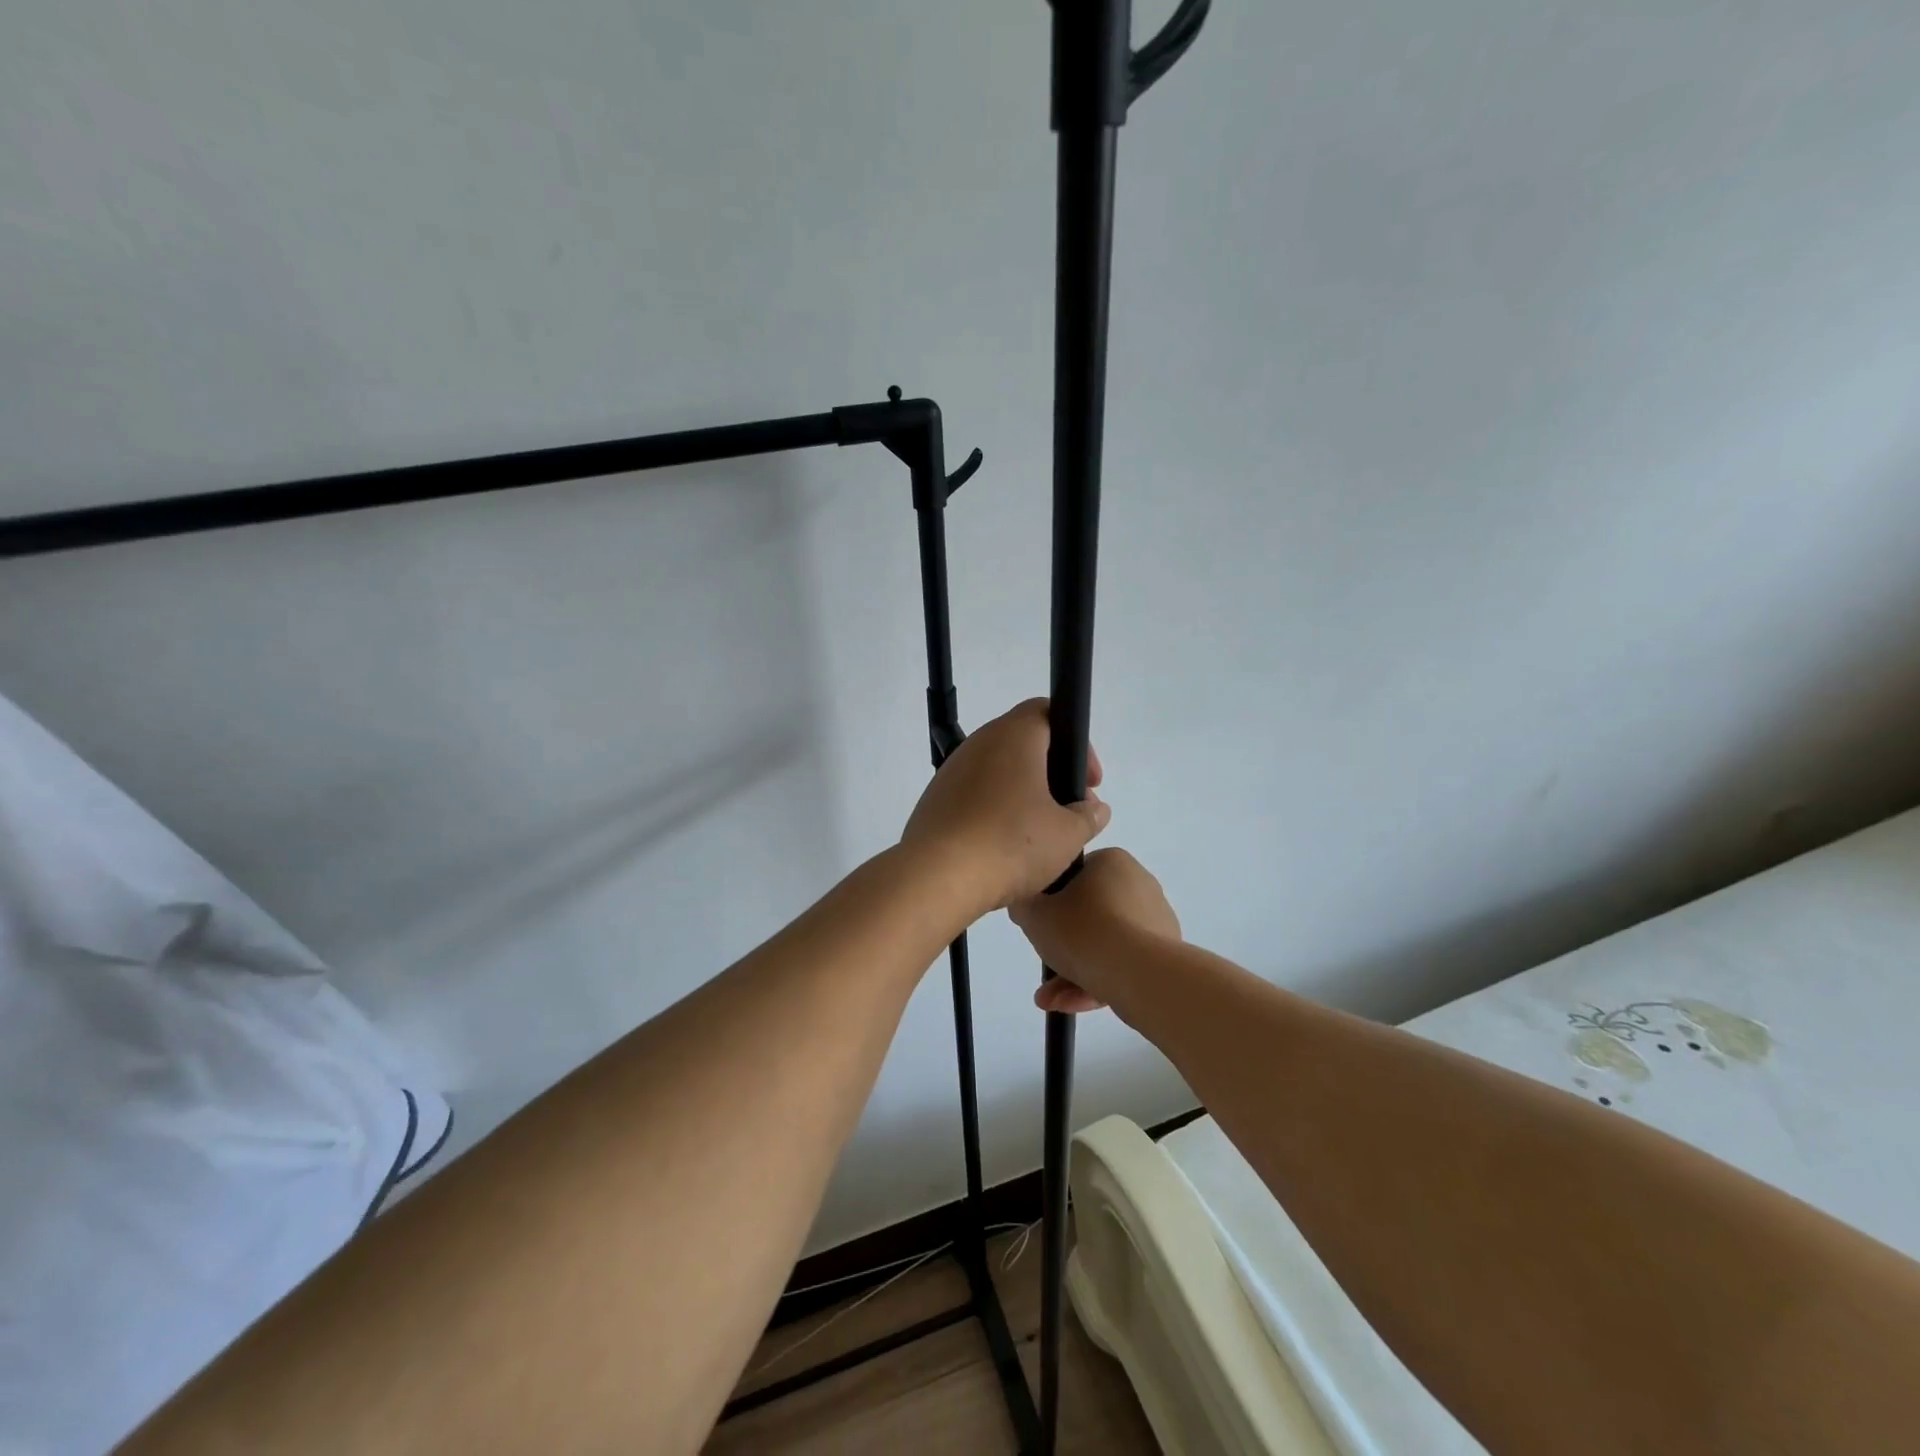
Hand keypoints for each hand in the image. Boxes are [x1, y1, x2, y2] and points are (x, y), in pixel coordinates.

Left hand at [899, 698, 1111, 917]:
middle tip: (1070, 808)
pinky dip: (996, 809)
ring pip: (998, 770)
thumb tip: (1095, 808)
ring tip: (1040, 832)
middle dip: (1053, 771)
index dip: (1076, 740)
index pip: (1048, 711)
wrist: (937, 876)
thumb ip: (1089, 816)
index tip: (1088, 780)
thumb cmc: (1010, 844)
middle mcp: (979, 743)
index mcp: (1013, 736)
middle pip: (1023, 742)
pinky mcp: (935, 799)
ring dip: (1024, 792)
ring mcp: (952, 771)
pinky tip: (1005, 845)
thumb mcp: (1067, 835)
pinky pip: (975, 794)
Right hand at [1010, 848, 1180, 1014]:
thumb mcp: (1034, 913)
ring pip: (1104, 944)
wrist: (1139, 974)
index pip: (1074, 876)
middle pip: (1089, 914)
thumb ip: (1023, 904)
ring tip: (1049, 999)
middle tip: (1043, 960)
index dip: (1051, 901)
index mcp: (1112, 862)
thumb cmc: (1083, 930)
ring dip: (1073, 970)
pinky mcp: (1165, 956)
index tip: (1039, 923)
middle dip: (1061, 944)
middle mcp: (1139, 885)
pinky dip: (1097, 981)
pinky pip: (1122, 964)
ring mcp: (1156, 922)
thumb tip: (1026, 905)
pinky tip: (1069, 1005)